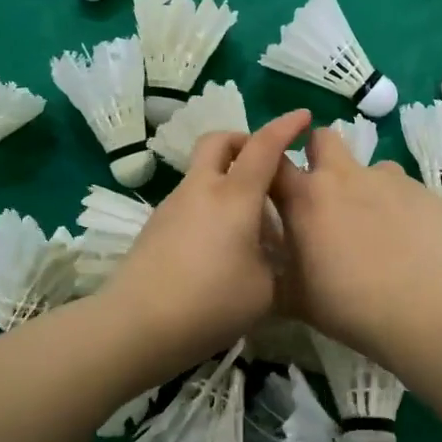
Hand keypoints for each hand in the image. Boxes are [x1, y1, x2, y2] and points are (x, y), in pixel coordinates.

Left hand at [103, 110, 310, 363]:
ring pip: (203, 173)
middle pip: (219, 141)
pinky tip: (219, 247)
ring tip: (248, 226)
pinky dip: (210, 206)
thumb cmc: (212, 303)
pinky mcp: (155, 227)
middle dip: (244, 141)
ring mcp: (172, 206)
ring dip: (228, 180)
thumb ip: (275, 262)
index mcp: (235, 196)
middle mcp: (201, 190)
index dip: (286, 126)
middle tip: (264, 166)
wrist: (137, 325)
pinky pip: (190, 201)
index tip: (303, 115)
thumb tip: (269, 254)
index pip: (264, 146)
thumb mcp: (265, 290)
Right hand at [270, 125, 441, 359]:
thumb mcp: (293, 298)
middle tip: (324, 191)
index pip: (273, 160)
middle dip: (319, 153)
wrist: (420, 311)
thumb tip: (263, 267)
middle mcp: (344, 176)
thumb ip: (275, 271)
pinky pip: (404, 190)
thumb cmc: (347, 306)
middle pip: (323, 137)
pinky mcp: (423, 192)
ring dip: (365, 187)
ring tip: (375, 225)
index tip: (273, 181)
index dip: (269, 165)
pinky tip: (408, 241)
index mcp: (305, 197)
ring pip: (370, 167)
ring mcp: (387, 179)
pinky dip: (399, 207)